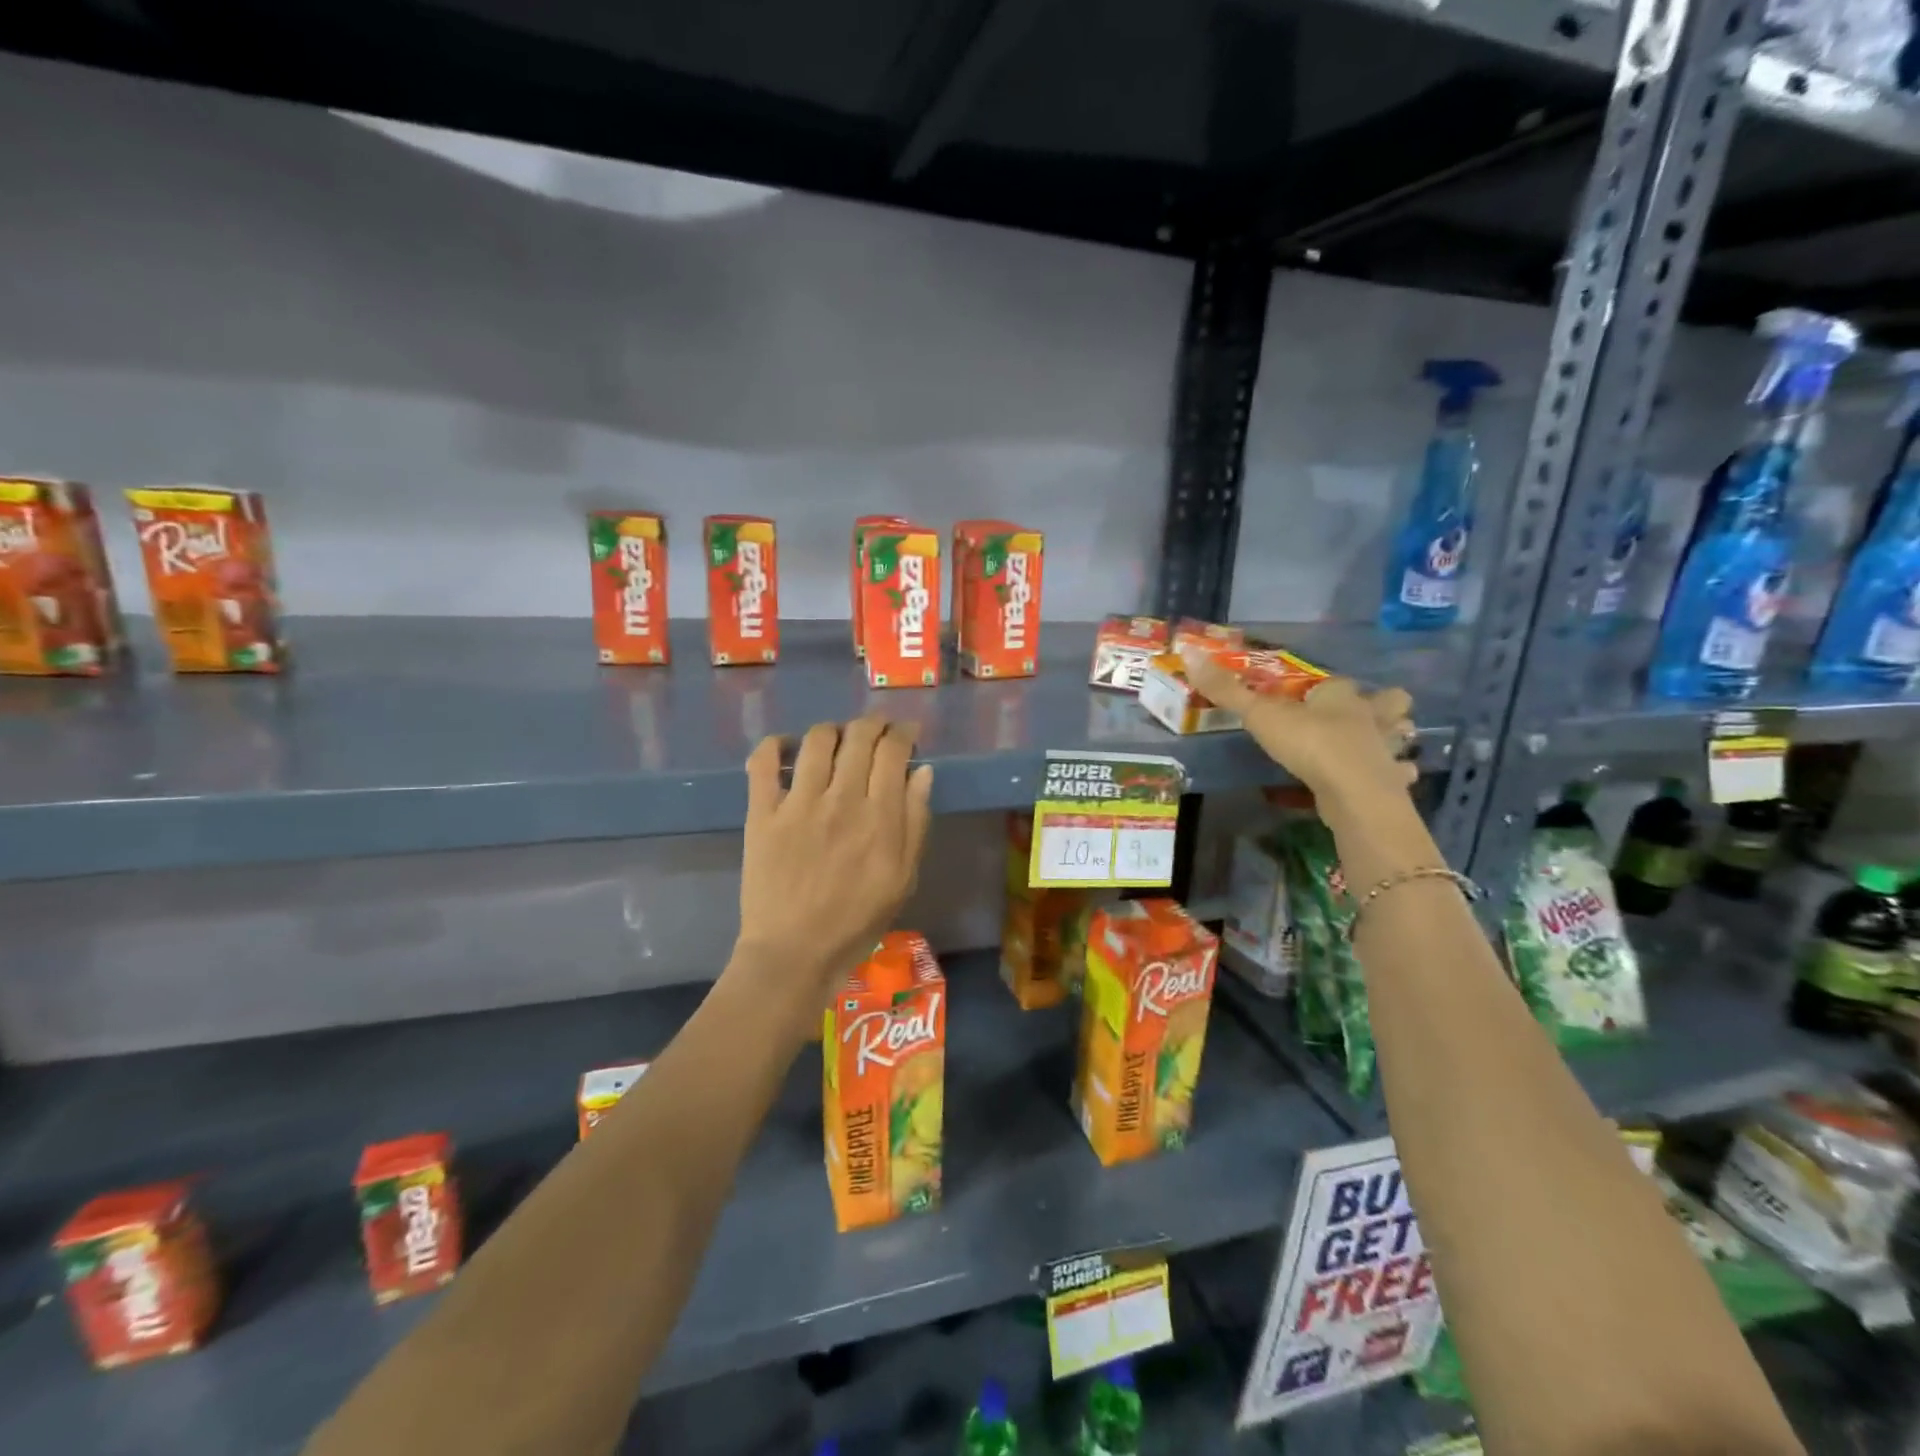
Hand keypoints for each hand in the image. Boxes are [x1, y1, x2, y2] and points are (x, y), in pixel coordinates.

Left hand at [734, 716, 934, 1041]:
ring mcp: (798, 804)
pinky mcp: (762, 813)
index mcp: (880, 817)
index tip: (906, 733)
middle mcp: (841, 800)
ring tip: (837, 739)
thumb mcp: (903, 879)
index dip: (903, 732)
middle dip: (873, 724)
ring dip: (833, 730)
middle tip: (876, 731)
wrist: (794, 954)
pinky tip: (787, 749)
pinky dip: (775, 745)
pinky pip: (764, 762)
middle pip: (859, 736)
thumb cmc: (856, 921)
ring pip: (817, 740)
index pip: (893, 751)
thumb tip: (922, 771)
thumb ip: (915, 822)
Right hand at [1183, 651, 1415, 813]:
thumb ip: (1227, 690)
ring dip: (1394, 740)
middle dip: (1385, 706)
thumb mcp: (1261, 715)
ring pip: (1401, 737)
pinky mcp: (1391, 782)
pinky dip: (1395, 776)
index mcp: (1341, 696)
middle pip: (1392, 702)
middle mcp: (1371, 717)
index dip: (1328, 687)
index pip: (1338, 683)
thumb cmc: (1310, 744)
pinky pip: (1400, 775)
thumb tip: (1189, 651)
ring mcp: (1386, 750)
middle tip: (1366, 716)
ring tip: (1379, 747)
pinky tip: (1383, 782)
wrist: (1353, 792)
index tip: (1315, 695)